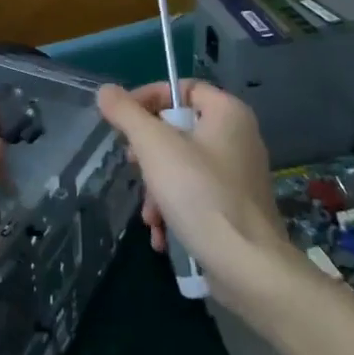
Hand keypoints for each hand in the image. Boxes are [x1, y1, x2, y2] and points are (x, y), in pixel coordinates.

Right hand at [95, 81, 292, 296]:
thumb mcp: (155, 147)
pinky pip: (197, 194)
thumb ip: (127, 114)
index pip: (182, 88)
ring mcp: (239, 175)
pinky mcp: (236, 207)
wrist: (247, 266)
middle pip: (179, 129)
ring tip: (150, 215)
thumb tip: (105, 91)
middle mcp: (239, 137)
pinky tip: (162, 233)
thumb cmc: (200, 194)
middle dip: (149, 154)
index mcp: (228, 113)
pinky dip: (175, 209)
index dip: (149, 98)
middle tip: (133, 167)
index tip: (122, 120)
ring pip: (183, 166)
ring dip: (157, 190)